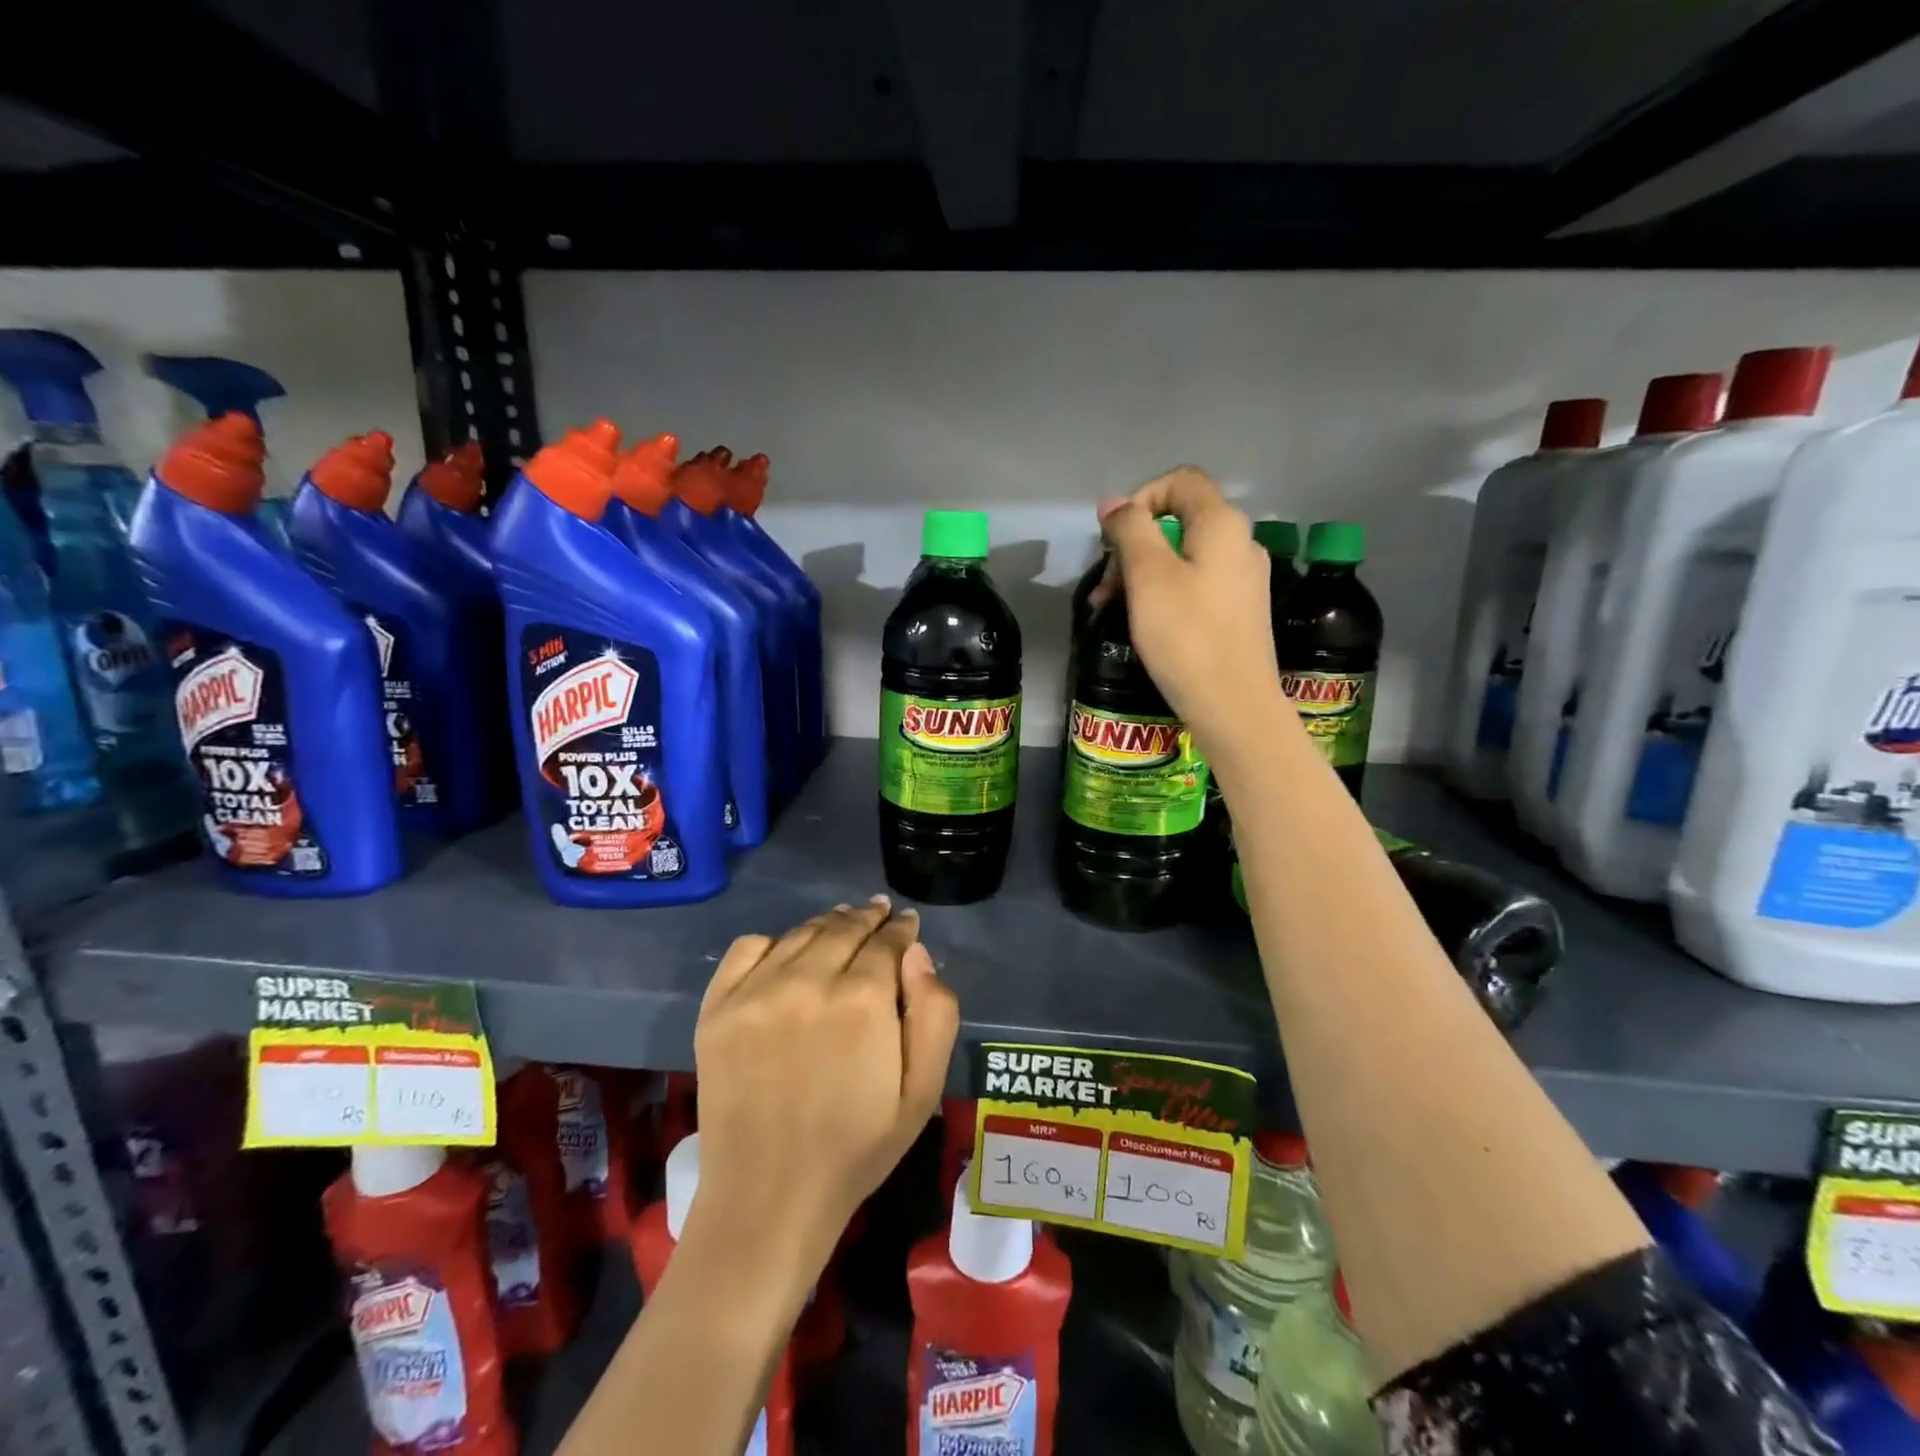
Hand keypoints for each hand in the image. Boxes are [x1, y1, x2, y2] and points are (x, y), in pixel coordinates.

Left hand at [688, 896, 959, 1285]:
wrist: (768, 1197)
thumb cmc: (856, 1148)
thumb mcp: (922, 1092)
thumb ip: (934, 1014)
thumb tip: (917, 954)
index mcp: (863, 1001)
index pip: (887, 941)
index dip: (901, 929)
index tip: (907, 922)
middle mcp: (808, 981)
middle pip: (845, 927)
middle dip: (869, 917)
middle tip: (880, 911)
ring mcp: (756, 991)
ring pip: (802, 933)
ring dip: (828, 923)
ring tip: (842, 921)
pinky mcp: (717, 1007)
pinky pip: (749, 948)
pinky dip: (774, 941)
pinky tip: (787, 952)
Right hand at [1091, 466, 1287, 760]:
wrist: (1234, 705)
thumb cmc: (1187, 636)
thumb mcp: (1148, 576)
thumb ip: (1130, 530)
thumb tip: (1115, 504)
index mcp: (1222, 524)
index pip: (1180, 481)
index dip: (1141, 498)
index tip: (1114, 538)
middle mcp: (1241, 542)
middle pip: (1178, 521)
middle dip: (1133, 545)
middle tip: (1105, 585)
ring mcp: (1244, 578)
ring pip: (1183, 556)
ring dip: (1142, 573)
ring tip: (1112, 608)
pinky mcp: (1239, 610)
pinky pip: (1195, 584)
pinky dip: (1164, 593)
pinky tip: (1145, 622)